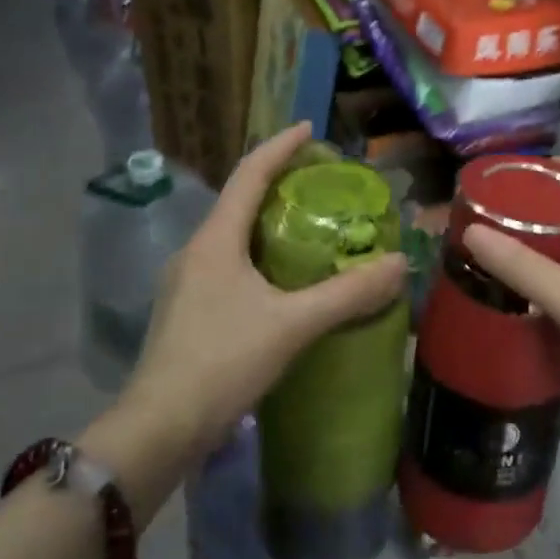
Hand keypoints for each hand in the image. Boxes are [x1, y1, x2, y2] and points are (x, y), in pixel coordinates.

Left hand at [98, 123, 406, 471]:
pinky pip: (229, 264)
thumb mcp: (292, 325)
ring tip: (309, 225)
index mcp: (215, 240)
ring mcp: (187, 282)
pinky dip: (259, 255)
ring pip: (233, 235)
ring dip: (268, 221)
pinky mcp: (188, 311)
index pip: (249, 174)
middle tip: (320, 180)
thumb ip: (348, 293)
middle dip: (278, 183)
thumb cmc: (222, 362)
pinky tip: (283, 279)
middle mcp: (196, 251)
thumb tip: (400, 263)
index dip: (279, 146)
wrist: (159, 429)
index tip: (309, 129)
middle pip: (239, 200)